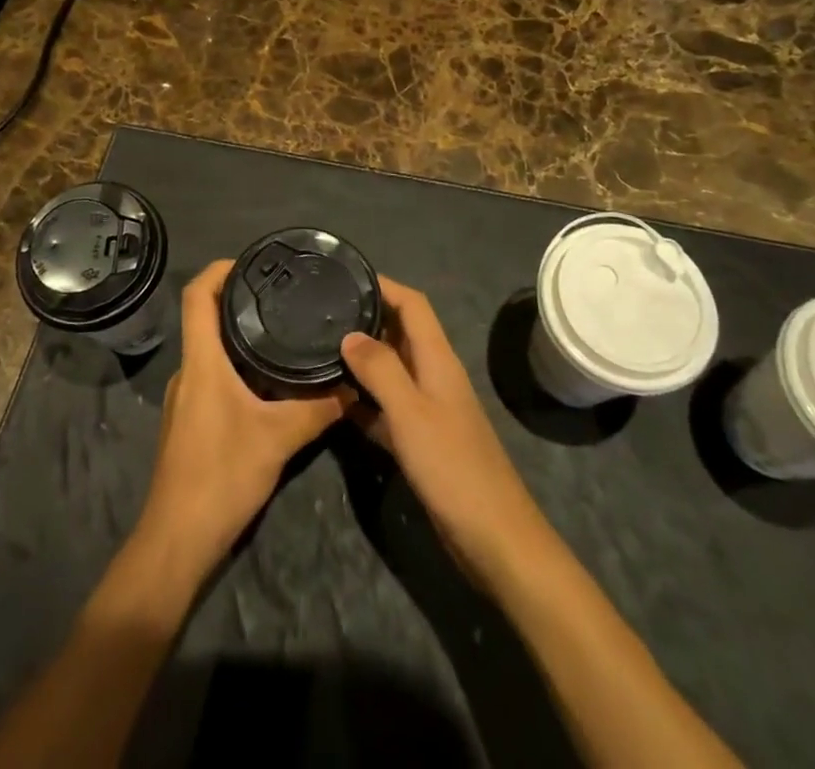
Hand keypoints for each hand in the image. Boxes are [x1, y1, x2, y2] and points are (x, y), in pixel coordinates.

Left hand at [134, 260, 346, 579]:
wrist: (177, 541)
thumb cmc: (220, 477)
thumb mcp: (279, 438)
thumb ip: (318, 408)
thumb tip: (353, 384)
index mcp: (201, 361)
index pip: (197, 295)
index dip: (220, 269)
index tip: (254, 261)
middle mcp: (189, 370)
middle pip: (205, 318)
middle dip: (239, 300)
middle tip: (282, 294)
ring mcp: (187, 397)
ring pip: (211, 350)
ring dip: (241, 335)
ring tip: (283, 329)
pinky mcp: (192, 420)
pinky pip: (214, 375)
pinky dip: (239, 365)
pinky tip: (270, 379)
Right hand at [343, 280, 555, 594]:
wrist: (494, 538)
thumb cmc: (453, 467)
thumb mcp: (411, 412)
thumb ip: (380, 369)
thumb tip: (348, 334)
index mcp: (437, 359)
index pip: (412, 304)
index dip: (384, 285)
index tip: (346, 276)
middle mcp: (433, 375)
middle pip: (400, 332)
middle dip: (366, 318)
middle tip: (322, 313)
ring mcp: (429, 409)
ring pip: (391, 370)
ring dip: (362, 359)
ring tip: (320, 350)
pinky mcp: (422, 441)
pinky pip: (388, 408)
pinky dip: (365, 401)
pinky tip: (336, 403)